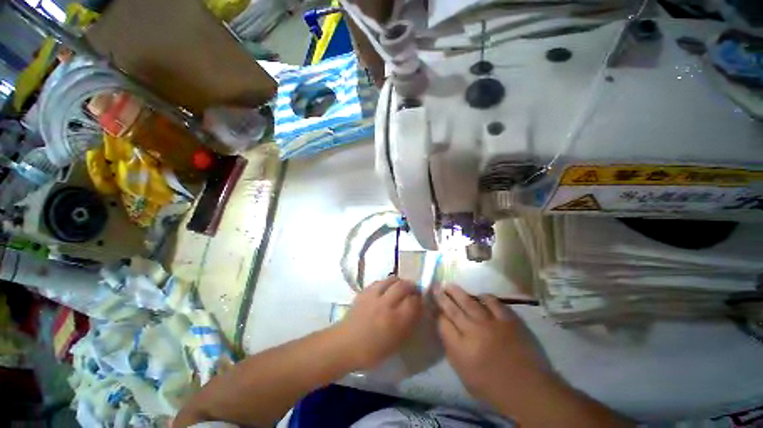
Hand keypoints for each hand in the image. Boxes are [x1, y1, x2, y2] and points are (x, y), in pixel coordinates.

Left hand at [337, 277, 423, 369]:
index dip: (419, 299)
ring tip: (400, 287)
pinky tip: (386, 288)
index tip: (420, 301)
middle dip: (411, 286)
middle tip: (413, 291)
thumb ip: (408, 325)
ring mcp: (374, 296)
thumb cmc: (372, 350)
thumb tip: (416, 310)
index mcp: (395, 320)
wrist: (345, 344)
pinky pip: (380, 281)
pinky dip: (386, 283)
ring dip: (399, 281)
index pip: (413, 302)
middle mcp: (386, 304)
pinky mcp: (365, 291)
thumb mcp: (396, 343)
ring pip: (392, 279)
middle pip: (403, 286)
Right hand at [436, 285, 548, 406]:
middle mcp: (473, 332)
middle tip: (435, 287)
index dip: (437, 313)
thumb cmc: (492, 386)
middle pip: (452, 309)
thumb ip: (451, 349)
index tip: (434, 306)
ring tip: (449, 284)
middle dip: (442, 297)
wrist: (528, 389)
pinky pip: (493, 302)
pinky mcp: (507, 319)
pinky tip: (479, 296)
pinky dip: (484, 297)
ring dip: (457, 291)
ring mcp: (491, 323)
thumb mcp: (464, 374)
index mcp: (461, 349)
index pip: (443, 323)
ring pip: (469, 301)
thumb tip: (444, 328)